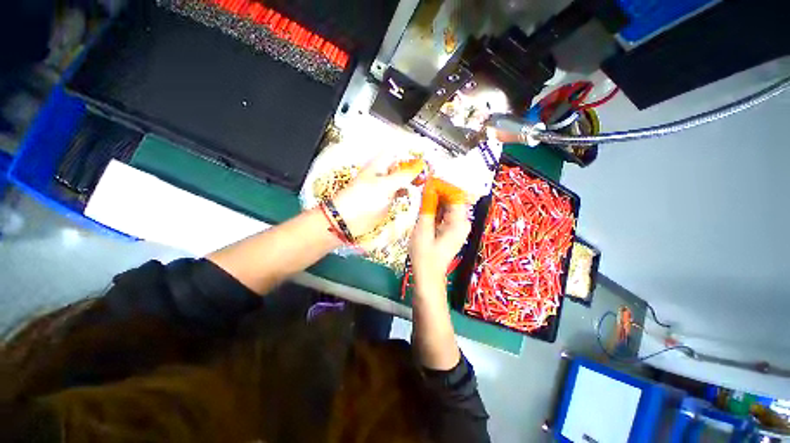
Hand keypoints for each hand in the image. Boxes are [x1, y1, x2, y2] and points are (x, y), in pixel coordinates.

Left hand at [332, 157, 424, 237]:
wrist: (348, 220)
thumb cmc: (363, 199)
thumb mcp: (385, 185)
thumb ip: (403, 175)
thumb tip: (419, 166)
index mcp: (379, 165)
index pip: (397, 152)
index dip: (411, 152)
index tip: (426, 156)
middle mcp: (383, 174)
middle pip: (401, 166)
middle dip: (414, 167)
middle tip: (430, 171)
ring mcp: (385, 187)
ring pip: (401, 179)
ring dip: (412, 180)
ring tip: (426, 182)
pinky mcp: (386, 200)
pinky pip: (399, 192)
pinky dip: (406, 192)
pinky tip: (414, 194)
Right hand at [410, 179, 470, 296]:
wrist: (428, 275)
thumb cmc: (424, 256)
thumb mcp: (422, 229)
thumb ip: (426, 206)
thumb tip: (428, 187)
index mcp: (459, 222)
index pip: (455, 194)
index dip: (442, 185)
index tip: (427, 180)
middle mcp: (463, 222)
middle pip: (453, 198)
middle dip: (438, 191)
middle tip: (422, 186)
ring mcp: (458, 226)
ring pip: (448, 204)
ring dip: (436, 199)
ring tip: (421, 195)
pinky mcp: (452, 229)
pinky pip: (445, 212)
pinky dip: (436, 207)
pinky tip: (425, 207)